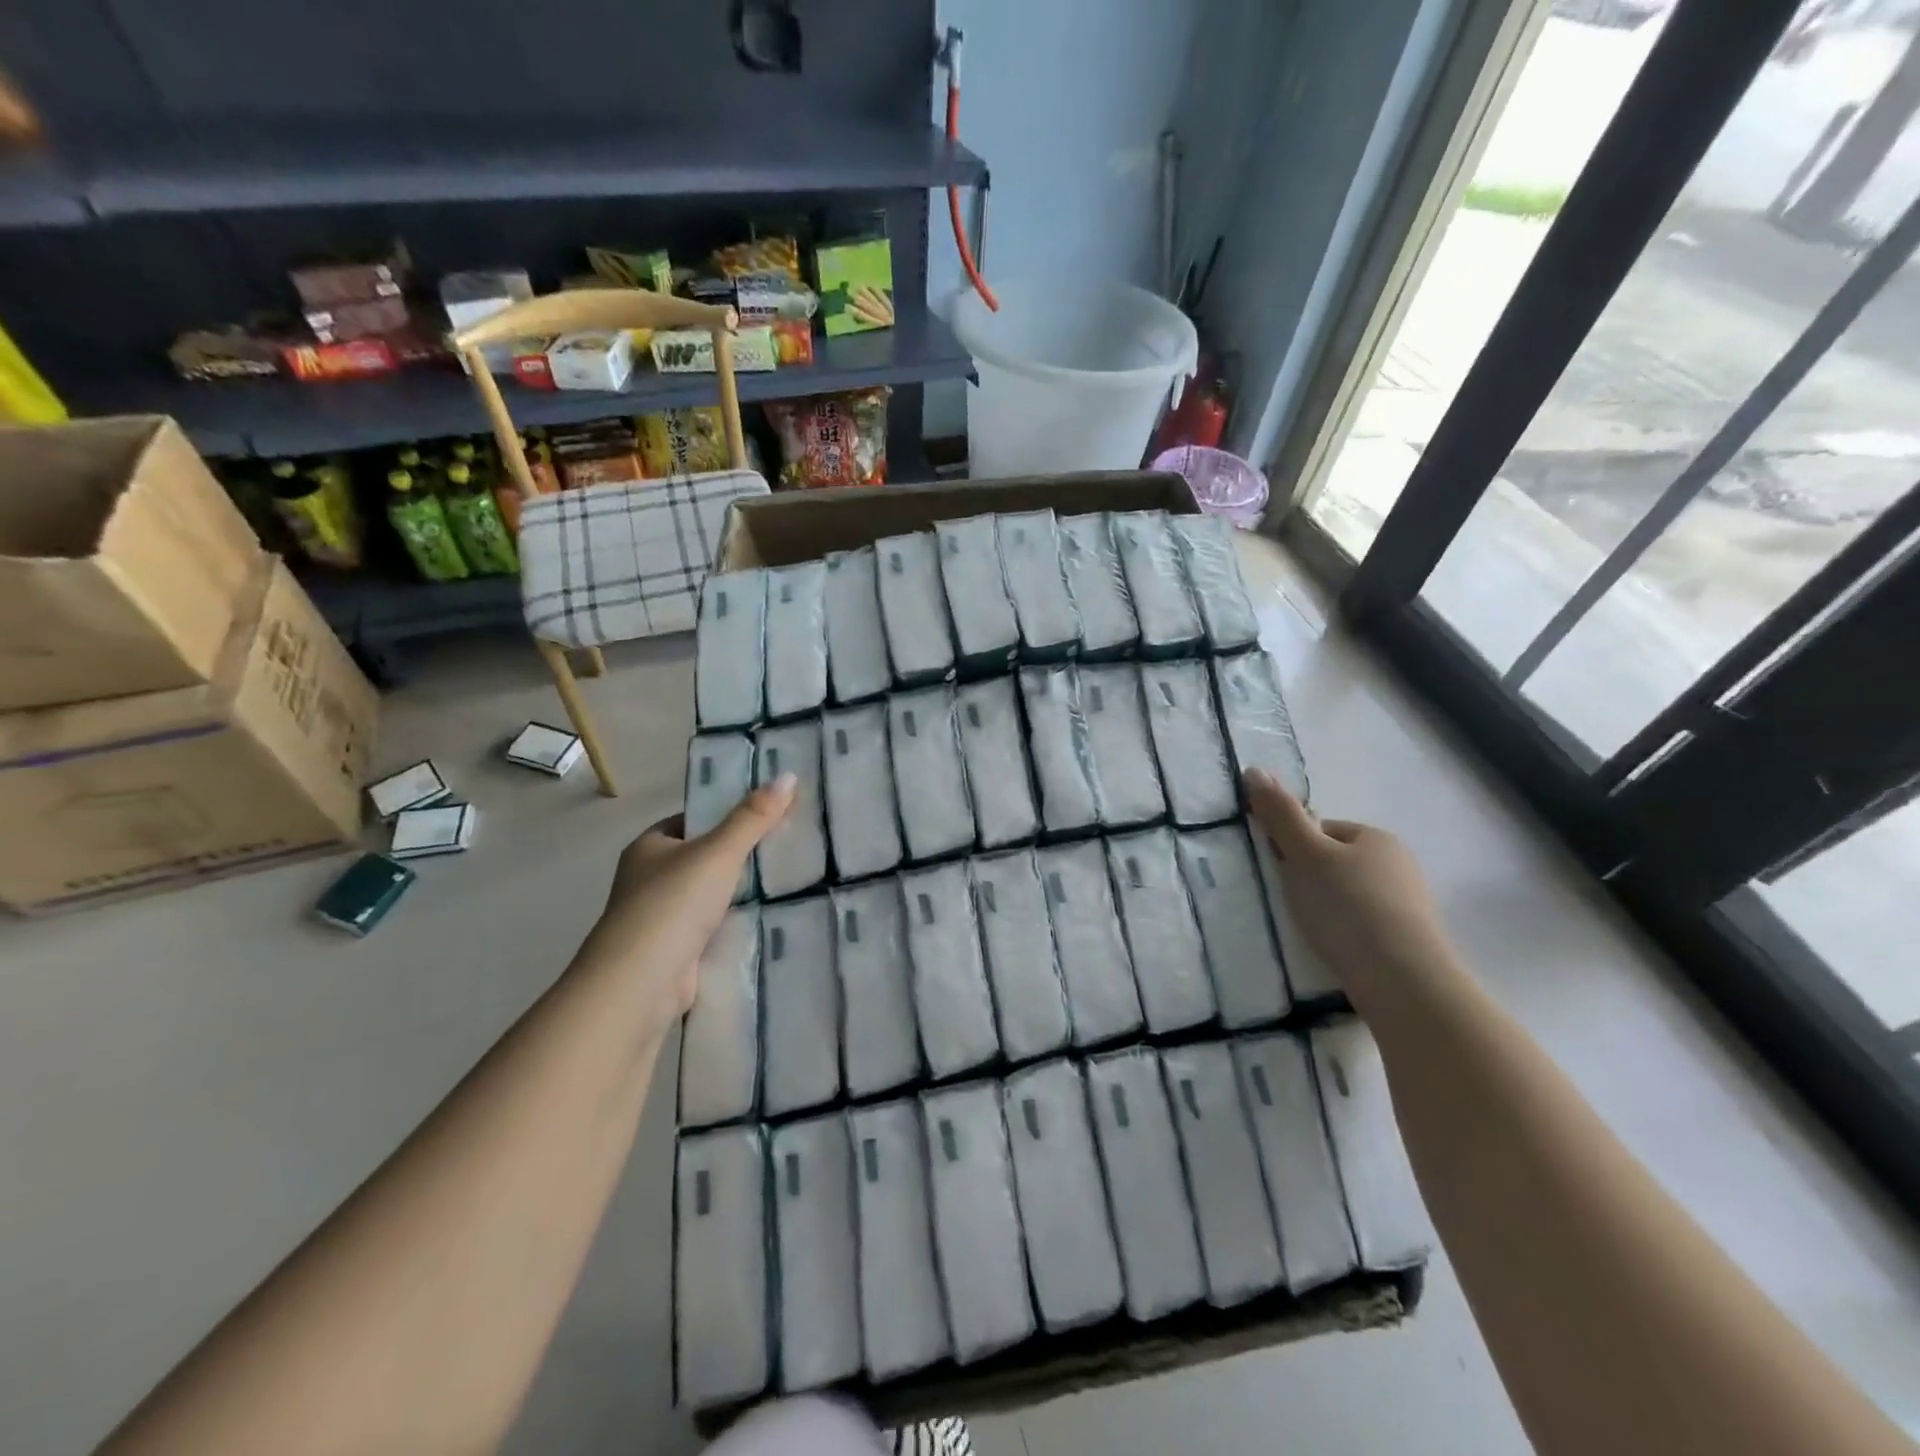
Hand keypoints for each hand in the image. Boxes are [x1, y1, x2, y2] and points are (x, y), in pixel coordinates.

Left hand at [578, 775, 795, 1036]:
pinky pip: (713, 927)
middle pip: (703, 857)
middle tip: (787, 844)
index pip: (692, 820)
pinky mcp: (676, 951)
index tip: (768, 813)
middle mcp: (649, 879)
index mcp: (649, 847)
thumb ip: (753, 818)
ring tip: (789, 878)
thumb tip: (788, 776)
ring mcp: (661, 918)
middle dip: (739, 854)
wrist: (640, 984)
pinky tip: (769, 918)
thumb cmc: (672, 904)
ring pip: (709, 894)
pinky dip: (735, 924)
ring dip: (739, 892)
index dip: (726, 814)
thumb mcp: (718, 852)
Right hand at [1244, 768, 1458, 996]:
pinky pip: (1363, 926)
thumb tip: (1253, 769)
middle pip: (1336, 863)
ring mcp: (1408, 906)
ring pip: (1349, 896)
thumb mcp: (1304, 854)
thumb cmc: (1347, 906)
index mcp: (1377, 837)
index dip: (1294, 847)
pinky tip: (1331, 949)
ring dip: (1326, 908)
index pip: (1323, 830)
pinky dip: (1344, 933)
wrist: (1402, 980)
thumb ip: (1280, 814)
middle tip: (1289, 902)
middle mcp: (1399, 865)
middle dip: (1310, 879)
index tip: (1279, 872)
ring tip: (1308, 931)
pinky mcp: (1408, 943)